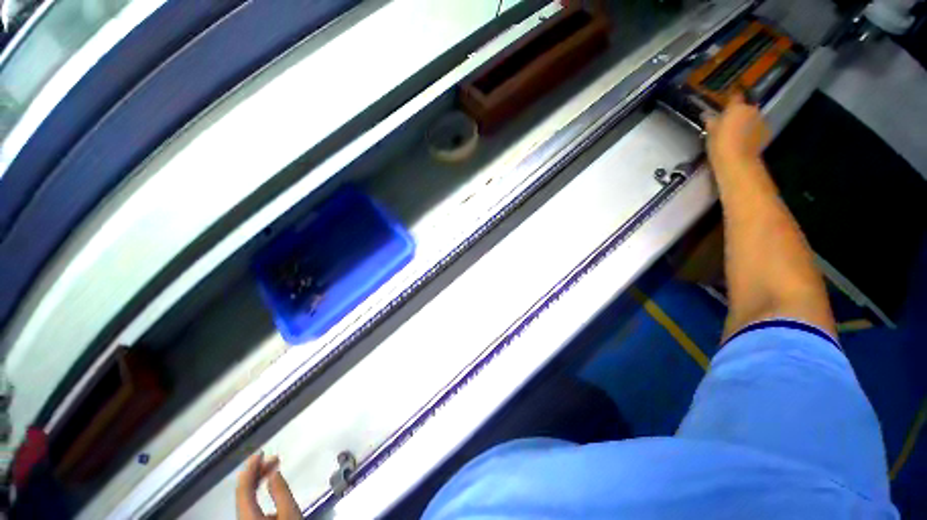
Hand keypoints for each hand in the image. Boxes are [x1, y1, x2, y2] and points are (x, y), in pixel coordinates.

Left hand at [236, 453, 300, 519]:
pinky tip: (269, 486)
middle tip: (274, 458)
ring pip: (246, 498)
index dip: (250, 469)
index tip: (260, 452)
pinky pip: (249, 504)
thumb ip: (281, 492)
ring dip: (258, 481)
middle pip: (243, 492)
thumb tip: (273, 472)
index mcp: (247, 517)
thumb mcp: (290, 513)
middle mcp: (241, 519)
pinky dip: (258, 491)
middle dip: (257, 473)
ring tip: (273, 468)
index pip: (243, 488)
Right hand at [703, 92, 769, 172]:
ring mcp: (761, 121)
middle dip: (740, 113)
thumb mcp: (710, 133)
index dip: (731, 99)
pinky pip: (758, 129)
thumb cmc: (720, 144)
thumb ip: (712, 122)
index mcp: (737, 107)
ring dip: (747, 123)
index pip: (735, 96)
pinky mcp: (767, 133)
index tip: (727, 104)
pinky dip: (753, 132)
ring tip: (738, 134)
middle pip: (746, 108)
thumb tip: (709, 116)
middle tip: (730, 124)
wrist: (737, 161)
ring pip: (753, 118)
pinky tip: (746, 141)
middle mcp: (752, 110)